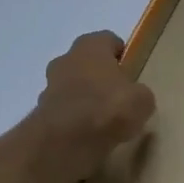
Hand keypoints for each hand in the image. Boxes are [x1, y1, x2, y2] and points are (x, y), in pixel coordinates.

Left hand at [34, 31, 156, 178]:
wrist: (65, 141)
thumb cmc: (108, 108)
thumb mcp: (142, 100)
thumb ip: (139, 93)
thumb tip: (135, 97)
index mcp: (90, 46)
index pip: (108, 40)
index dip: (122, 55)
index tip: (132, 73)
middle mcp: (66, 59)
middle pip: (87, 63)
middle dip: (100, 76)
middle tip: (119, 96)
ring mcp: (49, 86)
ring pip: (73, 87)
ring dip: (85, 98)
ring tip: (104, 120)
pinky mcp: (41, 112)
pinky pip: (64, 111)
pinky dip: (74, 119)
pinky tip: (89, 135)